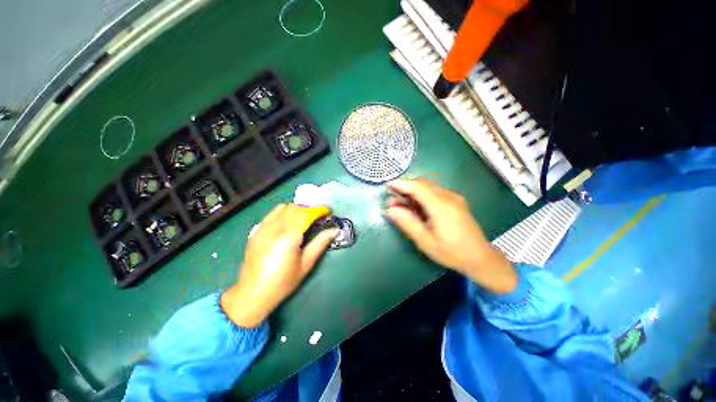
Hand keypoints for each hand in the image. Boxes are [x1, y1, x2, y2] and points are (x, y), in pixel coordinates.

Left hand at [221, 204, 338, 327]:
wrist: (252, 293)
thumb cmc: (283, 282)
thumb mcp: (306, 264)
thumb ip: (320, 243)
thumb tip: (335, 230)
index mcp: (288, 237)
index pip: (306, 214)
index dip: (318, 210)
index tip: (328, 211)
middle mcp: (274, 228)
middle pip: (294, 207)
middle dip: (308, 208)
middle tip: (317, 217)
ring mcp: (262, 228)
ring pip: (282, 207)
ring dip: (296, 209)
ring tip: (304, 218)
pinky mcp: (255, 231)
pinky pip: (272, 214)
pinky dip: (283, 213)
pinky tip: (287, 224)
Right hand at [385, 178, 516, 293]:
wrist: (480, 258)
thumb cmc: (452, 252)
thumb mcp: (426, 241)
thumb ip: (407, 223)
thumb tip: (390, 209)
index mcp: (441, 206)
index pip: (418, 187)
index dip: (401, 184)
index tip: (387, 186)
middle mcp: (449, 197)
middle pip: (423, 184)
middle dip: (405, 189)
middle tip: (392, 201)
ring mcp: (454, 198)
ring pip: (428, 187)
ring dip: (412, 193)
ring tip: (401, 206)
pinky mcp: (455, 201)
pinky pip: (434, 193)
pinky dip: (421, 196)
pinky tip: (416, 208)